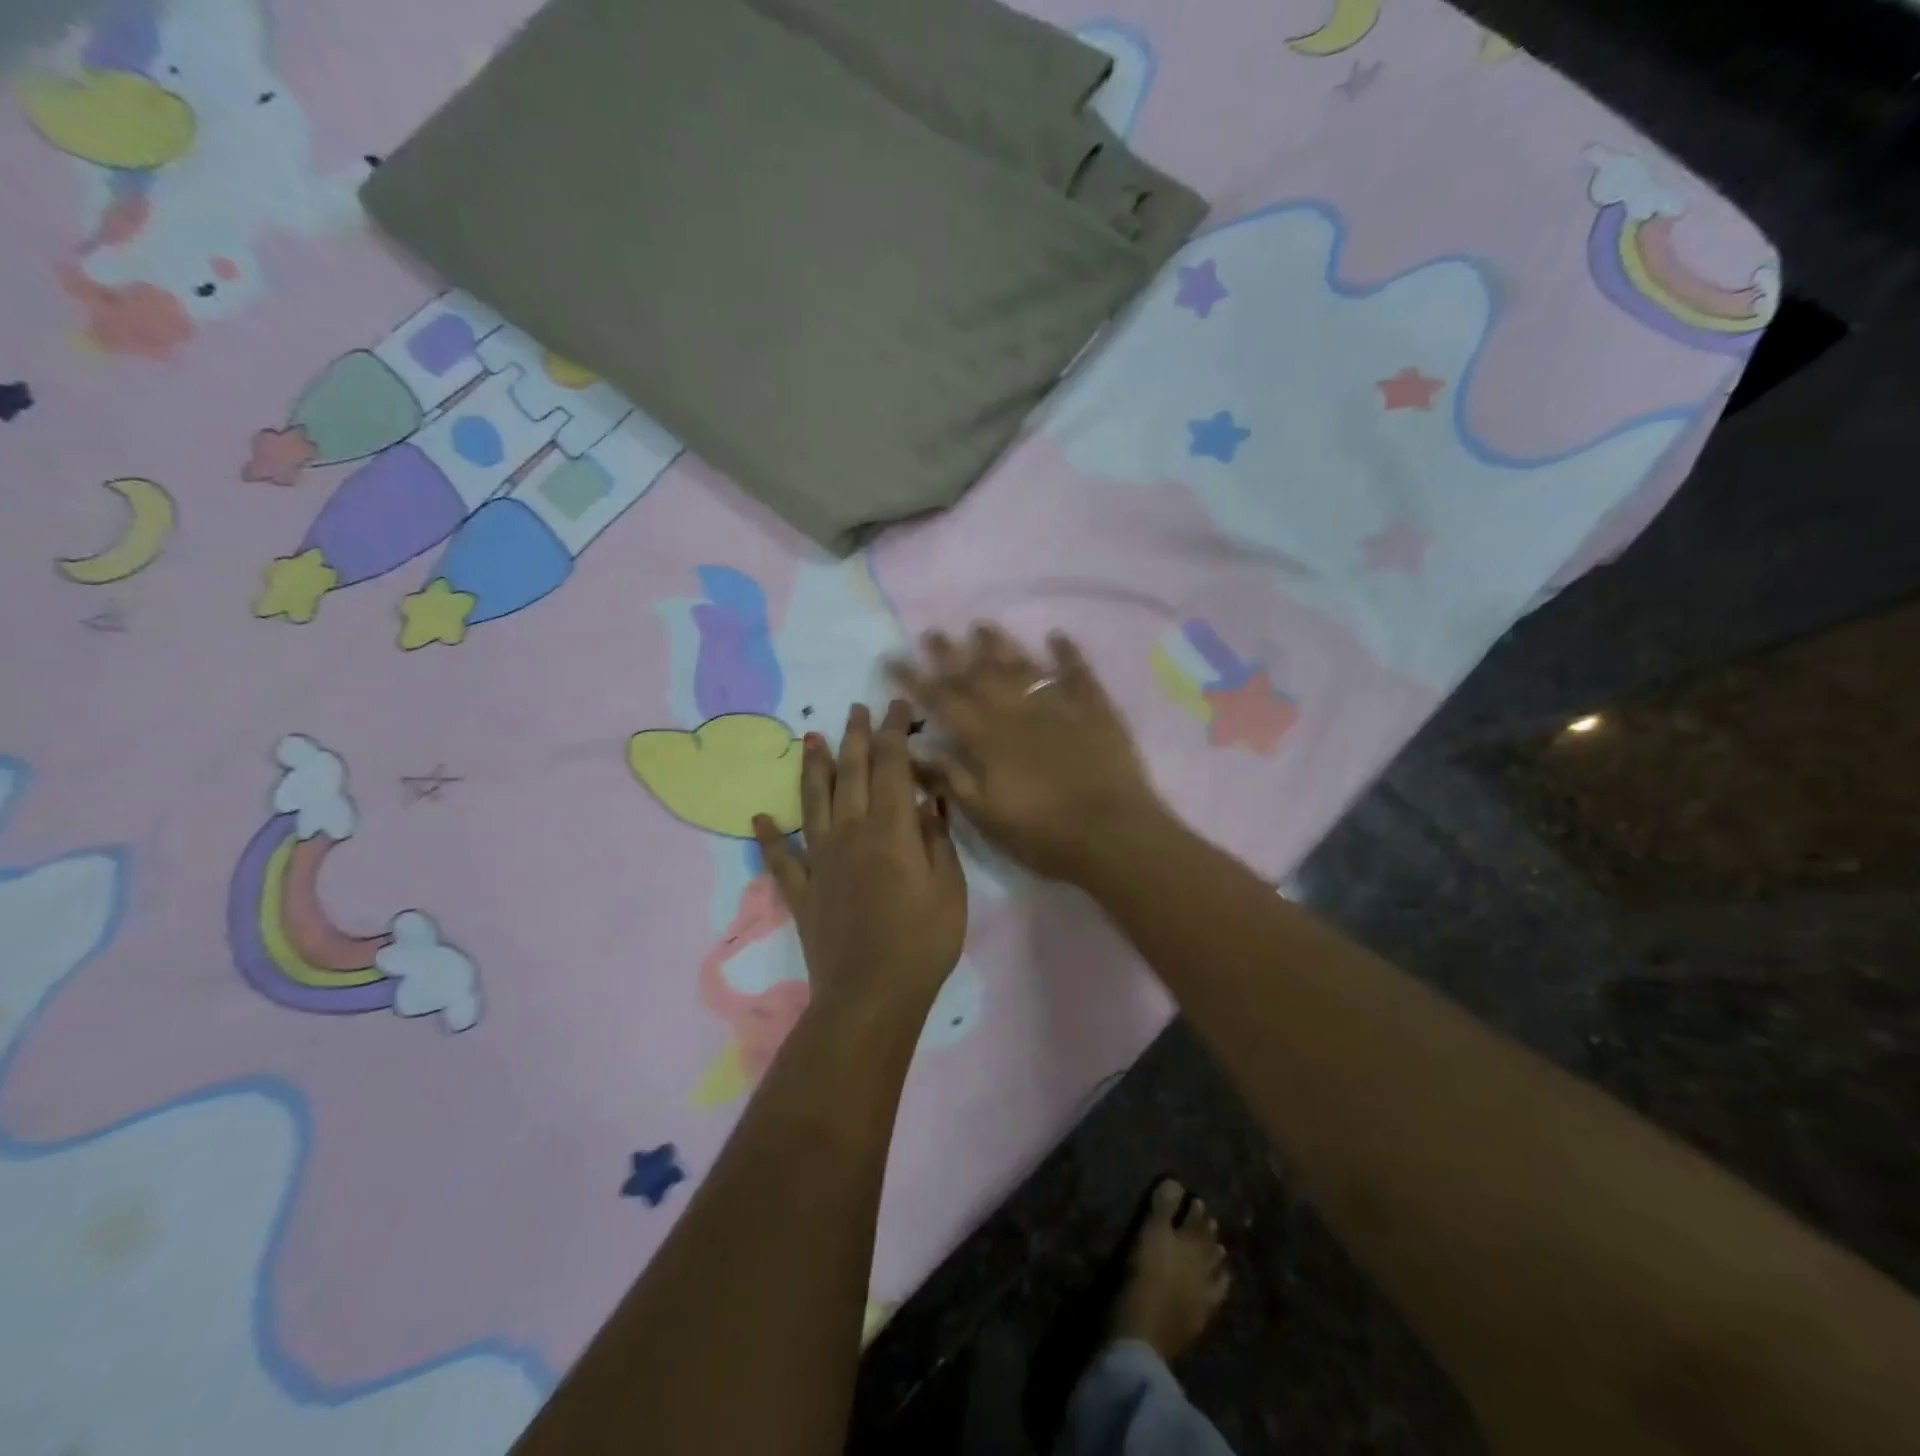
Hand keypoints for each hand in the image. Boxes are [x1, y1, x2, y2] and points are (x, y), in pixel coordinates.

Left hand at [753, 701, 966, 1029]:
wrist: (871, 996)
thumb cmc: (922, 942)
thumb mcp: (948, 889)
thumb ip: (936, 839)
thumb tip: (927, 801)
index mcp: (891, 830)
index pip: (892, 766)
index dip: (893, 732)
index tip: (896, 708)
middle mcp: (851, 833)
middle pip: (851, 773)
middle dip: (855, 737)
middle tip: (855, 708)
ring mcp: (821, 861)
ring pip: (814, 802)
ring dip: (813, 768)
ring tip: (810, 738)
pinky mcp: (802, 891)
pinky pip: (781, 858)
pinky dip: (769, 837)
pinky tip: (760, 818)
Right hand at [890, 625, 1169, 885]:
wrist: (1112, 833)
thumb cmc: (1042, 833)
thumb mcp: (985, 815)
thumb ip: (951, 778)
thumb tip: (916, 748)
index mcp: (986, 737)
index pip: (942, 700)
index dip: (914, 679)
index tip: (892, 658)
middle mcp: (1016, 710)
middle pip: (977, 674)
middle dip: (950, 653)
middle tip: (932, 632)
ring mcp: (1057, 704)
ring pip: (1021, 664)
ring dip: (999, 644)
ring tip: (980, 626)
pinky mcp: (1093, 708)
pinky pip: (1076, 671)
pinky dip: (1065, 652)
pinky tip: (1055, 636)